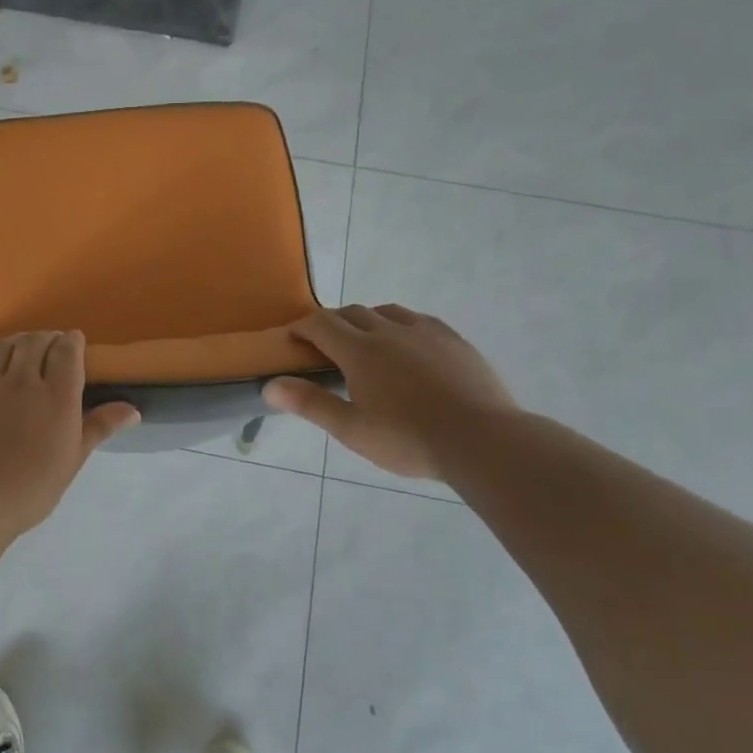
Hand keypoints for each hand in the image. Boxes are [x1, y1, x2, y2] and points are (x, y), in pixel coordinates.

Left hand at [0, 331, 139, 536]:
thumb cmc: (33, 486)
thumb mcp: (74, 458)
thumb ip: (100, 427)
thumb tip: (133, 410)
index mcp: (57, 395)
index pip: (66, 351)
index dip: (72, 341)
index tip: (74, 343)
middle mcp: (22, 380)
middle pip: (34, 342)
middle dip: (45, 338)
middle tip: (49, 346)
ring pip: (1, 346)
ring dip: (14, 341)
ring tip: (19, 348)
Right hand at [263, 305, 517, 481]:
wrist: (482, 440)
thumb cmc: (408, 439)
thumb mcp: (351, 429)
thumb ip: (310, 403)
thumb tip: (270, 386)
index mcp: (360, 351)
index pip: (320, 324)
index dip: (301, 327)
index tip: (290, 339)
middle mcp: (390, 331)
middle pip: (352, 313)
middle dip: (331, 323)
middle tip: (323, 346)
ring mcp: (426, 332)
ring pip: (387, 312)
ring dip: (366, 320)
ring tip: (365, 343)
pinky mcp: (454, 340)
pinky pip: (419, 320)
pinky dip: (400, 325)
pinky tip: (408, 346)